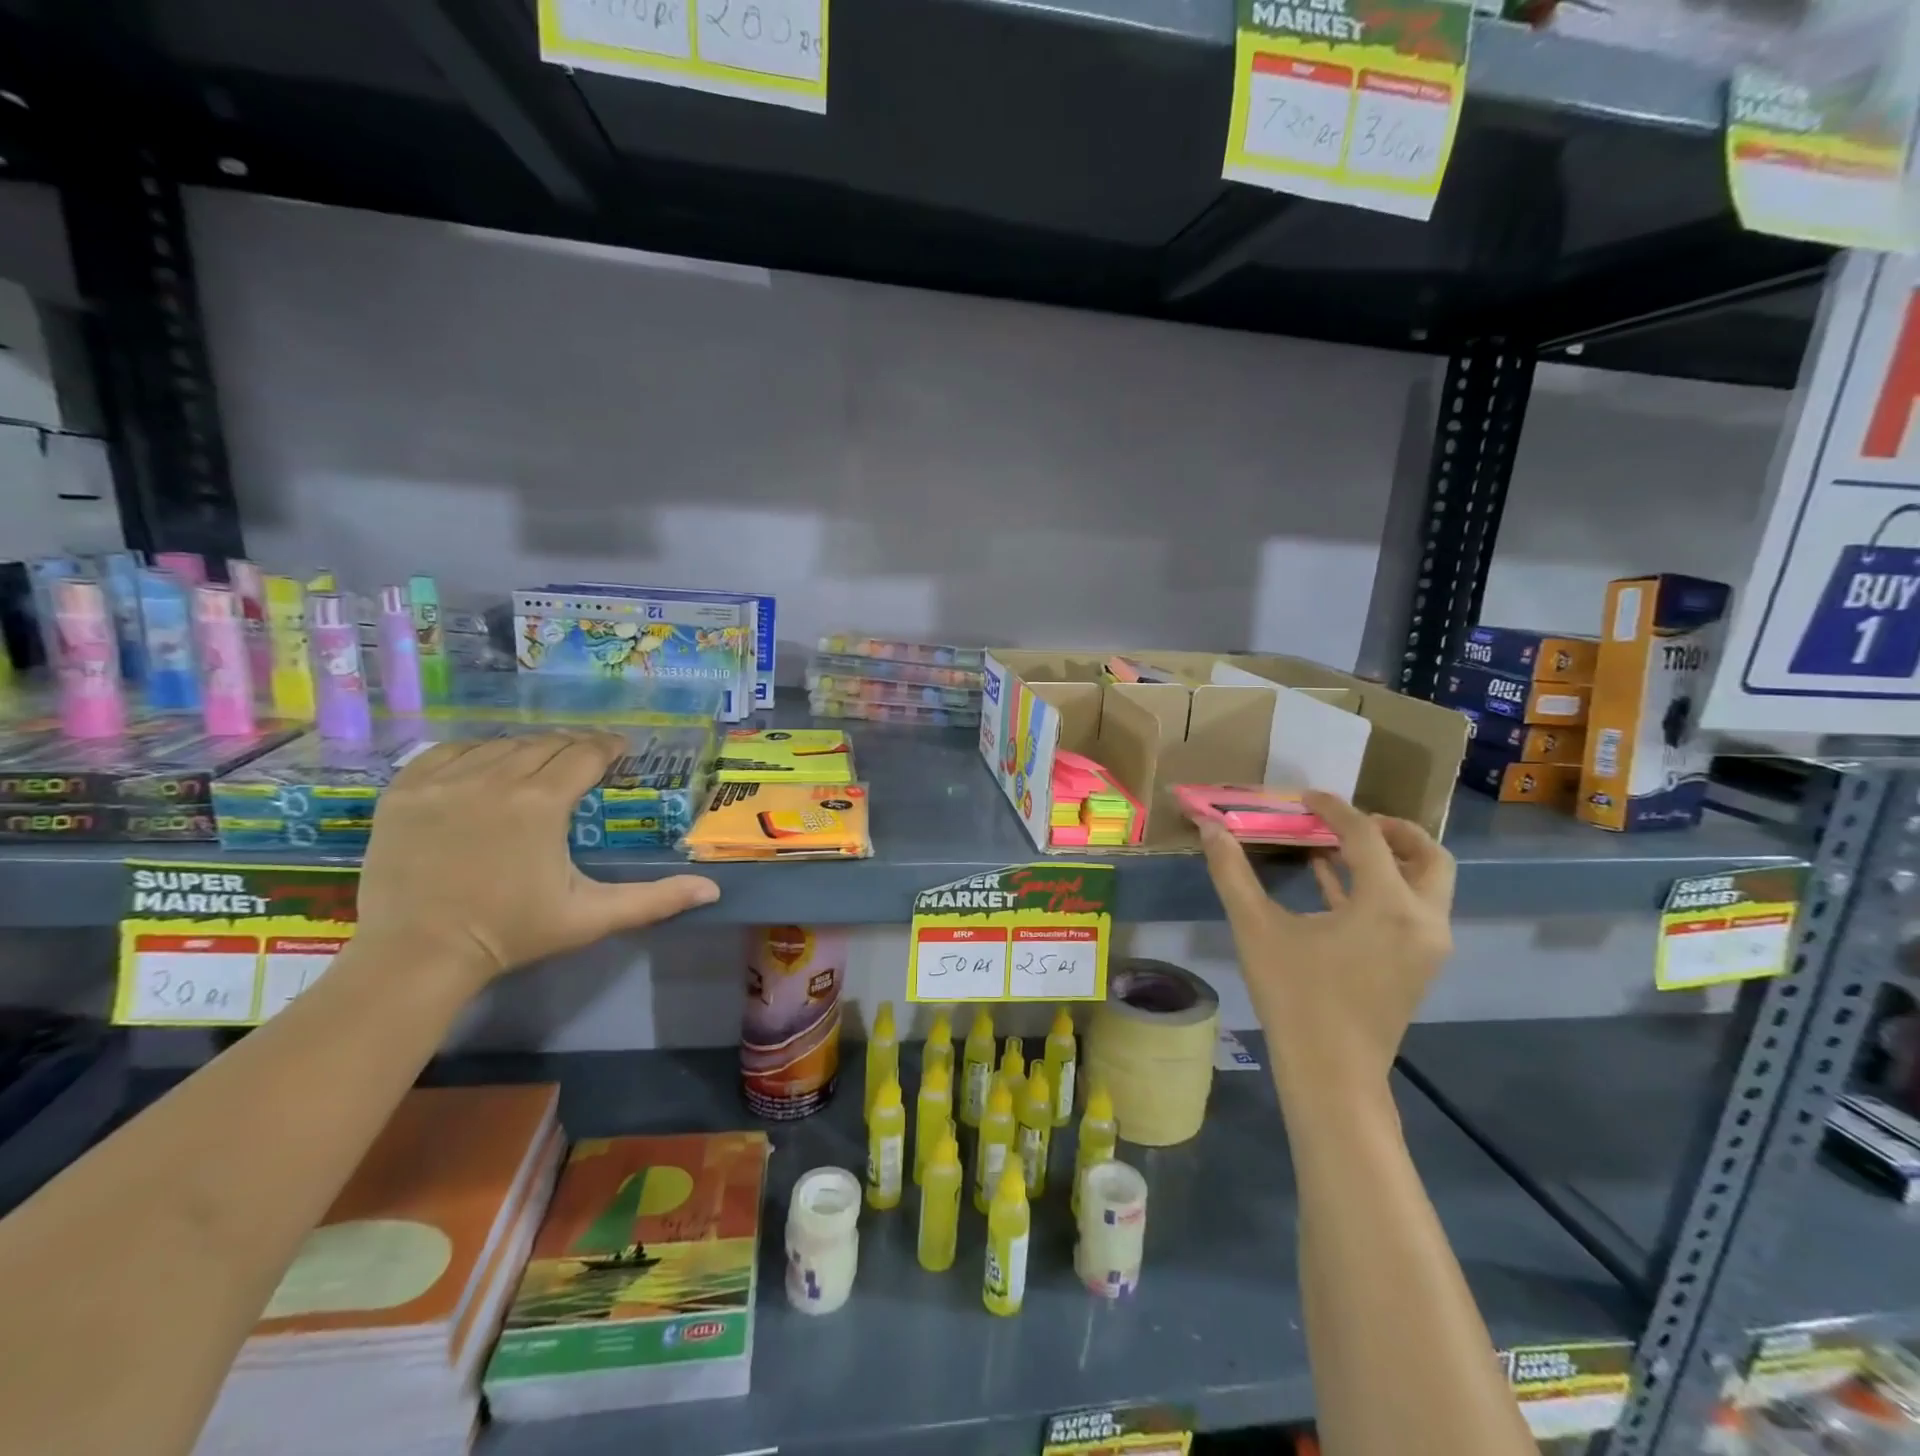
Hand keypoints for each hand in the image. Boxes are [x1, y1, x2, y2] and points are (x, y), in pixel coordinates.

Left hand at [356, 731, 720, 994]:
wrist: (416, 956)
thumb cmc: (511, 934)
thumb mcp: (590, 917)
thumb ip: (654, 900)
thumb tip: (712, 891)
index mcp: (541, 803)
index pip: (585, 754)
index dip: (608, 747)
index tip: (620, 750)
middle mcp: (494, 779)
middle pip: (545, 744)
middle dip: (572, 747)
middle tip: (586, 760)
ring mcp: (443, 781)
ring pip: (500, 744)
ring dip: (528, 749)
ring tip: (539, 764)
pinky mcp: (405, 790)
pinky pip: (449, 751)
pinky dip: (475, 752)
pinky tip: (486, 767)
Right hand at [1201, 791, 1453, 1091]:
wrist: (1331, 1073)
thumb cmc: (1294, 997)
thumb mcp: (1256, 928)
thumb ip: (1232, 872)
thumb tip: (1209, 827)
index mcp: (1387, 904)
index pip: (1368, 836)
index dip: (1336, 809)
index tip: (1306, 796)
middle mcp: (1422, 919)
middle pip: (1428, 855)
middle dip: (1391, 830)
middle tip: (1347, 822)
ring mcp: (1427, 946)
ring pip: (1428, 884)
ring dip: (1391, 858)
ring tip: (1338, 847)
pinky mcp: (1419, 965)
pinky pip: (1411, 911)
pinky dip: (1383, 888)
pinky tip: (1332, 883)